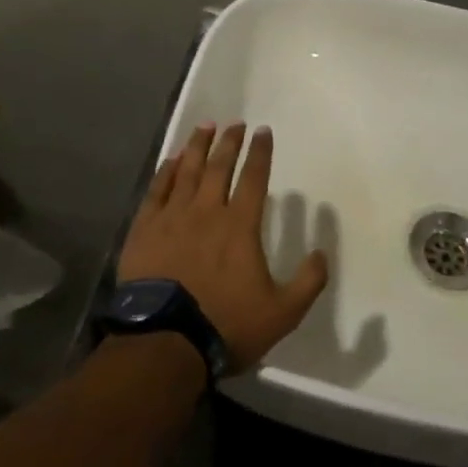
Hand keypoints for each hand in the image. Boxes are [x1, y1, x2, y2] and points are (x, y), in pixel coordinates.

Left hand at [116, 123, 328, 371]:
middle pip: (218, 167)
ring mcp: (172, 219)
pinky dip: (164, 173)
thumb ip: (308, 281)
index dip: (260, 153)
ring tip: (204, 127)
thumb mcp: (282, 312)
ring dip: (197, 147)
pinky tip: (170, 161)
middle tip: (235, 123)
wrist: (164, 343)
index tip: (263, 131)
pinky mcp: (144, 231)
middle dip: (229, 142)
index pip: (254, 178)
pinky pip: (156, 191)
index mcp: (240, 226)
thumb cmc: (225, 324)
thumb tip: (323, 253)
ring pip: (186, 171)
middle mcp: (206, 212)